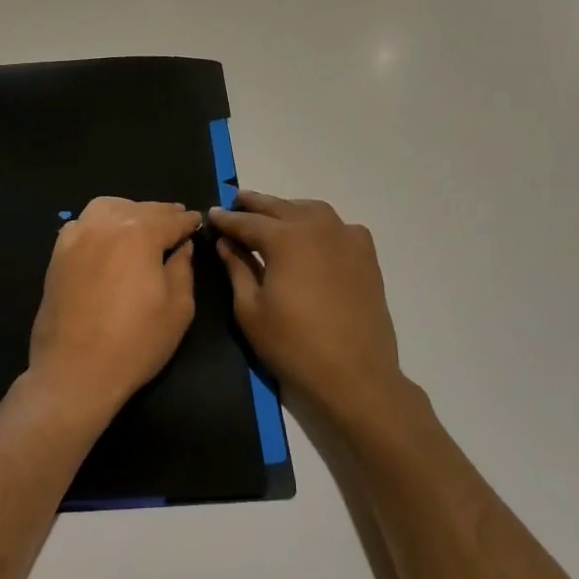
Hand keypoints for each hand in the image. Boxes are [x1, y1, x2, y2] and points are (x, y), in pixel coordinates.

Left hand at [27, 197, 201, 422]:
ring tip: (142, 224)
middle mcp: (106, 224)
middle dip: (162, 213)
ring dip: (129, 211)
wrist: (74, 371)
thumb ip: (183, 269)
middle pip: (140, 209)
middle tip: (176, 219)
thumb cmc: (135, 342)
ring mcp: (77, 235)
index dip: (188, 221)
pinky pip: (83, 223)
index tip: (198, 221)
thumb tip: (182, 247)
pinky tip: (107, 237)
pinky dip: (100, 222)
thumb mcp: (178, 309)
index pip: (171, 219)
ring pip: (108, 207)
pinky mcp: (58, 252)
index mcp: (140, 233)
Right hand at [211, 191, 409, 424]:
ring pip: (311, 210)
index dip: (227, 219)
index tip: (211, 214)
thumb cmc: (293, 345)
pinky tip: (314, 237)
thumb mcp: (250, 309)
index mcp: (285, 238)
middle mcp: (317, 227)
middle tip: (236, 202)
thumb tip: (226, 243)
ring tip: (272, 216)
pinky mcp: (366, 255)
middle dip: (255, 204)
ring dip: (288, 209)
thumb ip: (237, 268)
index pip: (247, 221)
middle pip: (280, 207)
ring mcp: (346, 238)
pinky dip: (322, 225)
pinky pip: (340, 227)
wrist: (355, 375)